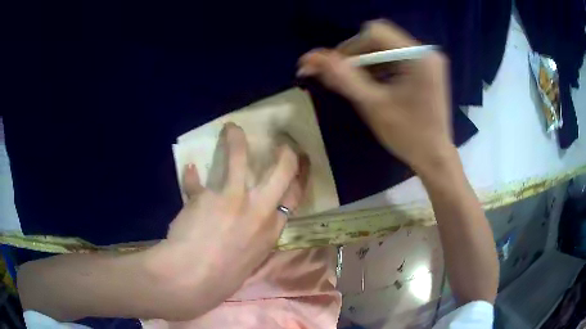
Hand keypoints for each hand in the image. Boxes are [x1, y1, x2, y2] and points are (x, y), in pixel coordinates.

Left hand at [148, 123, 307, 312]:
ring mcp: (233, 200)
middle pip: (282, 171)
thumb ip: (251, 236)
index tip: (299, 165)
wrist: (193, 282)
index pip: (295, 196)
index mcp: (272, 229)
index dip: (299, 177)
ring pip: (240, 158)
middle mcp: (259, 210)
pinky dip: (191, 176)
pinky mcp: (207, 196)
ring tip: (232, 129)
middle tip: (282, 143)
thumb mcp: (248, 259)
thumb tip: (245, 223)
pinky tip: (189, 170)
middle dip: (285, 153)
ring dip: (235, 140)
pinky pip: (196, 180)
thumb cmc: (223, 279)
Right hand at [297, 20, 453, 174]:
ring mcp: (428, 60)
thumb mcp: (372, 105)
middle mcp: (426, 52)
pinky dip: (381, 69)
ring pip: (386, 48)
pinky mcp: (427, 69)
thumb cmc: (407, 135)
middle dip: (358, 56)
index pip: (374, 32)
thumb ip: (342, 78)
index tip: (337, 69)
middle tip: (346, 78)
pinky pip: (396, 59)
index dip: (350, 47)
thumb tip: (310, 58)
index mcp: (417, 57)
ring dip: (368, 64)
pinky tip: (376, 86)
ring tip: (361, 86)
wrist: (434, 157)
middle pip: (380, 38)